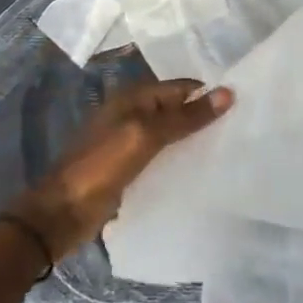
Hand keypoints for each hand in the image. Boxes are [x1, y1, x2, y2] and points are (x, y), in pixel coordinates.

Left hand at [9, 79, 232, 259]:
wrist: (60, 214)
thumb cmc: (101, 166)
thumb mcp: (146, 136)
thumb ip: (185, 117)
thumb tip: (227, 92)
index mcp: (133, 97)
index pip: (181, 87)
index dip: (208, 94)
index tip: (243, 106)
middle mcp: (132, 113)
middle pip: (176, 110)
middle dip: (203, 118)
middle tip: (242, 130)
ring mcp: (128, 142)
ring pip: (170, 135)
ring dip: (193, 141)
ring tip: (229, 151)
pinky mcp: (128, 169)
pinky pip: (161, 158)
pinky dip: (179, 161)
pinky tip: (199, 173)